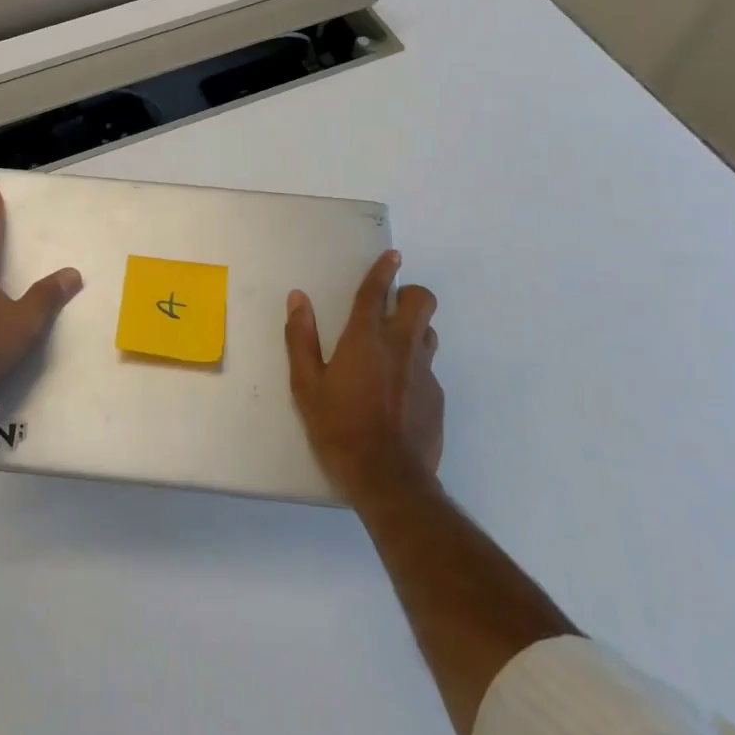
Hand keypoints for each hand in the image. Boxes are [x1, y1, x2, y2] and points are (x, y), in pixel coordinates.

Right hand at [285, 250, 442, 501]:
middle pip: (421, 302)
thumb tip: (298, 299)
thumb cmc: (339, 428)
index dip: (383, 270)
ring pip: (429, 333)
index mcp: (365, 339)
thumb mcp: (306, 385)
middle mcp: (400, 346)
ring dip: (415, 330)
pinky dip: (414, 369)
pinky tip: (398, 394)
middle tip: (393, 305)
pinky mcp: (437, 397)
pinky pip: (428, 369)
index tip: (392, 255)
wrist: (389, 479)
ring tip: (393, 348)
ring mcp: (424, 372)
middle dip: (410, 295)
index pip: (376, 292)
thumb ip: (301, 338)